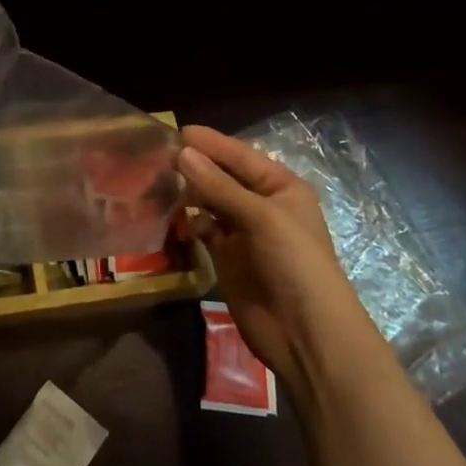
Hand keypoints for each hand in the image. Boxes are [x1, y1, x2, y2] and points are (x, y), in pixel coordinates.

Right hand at [178, 125, 381, 394]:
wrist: (306, 334)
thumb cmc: (294, 263)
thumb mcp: (261, 217)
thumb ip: (219, 186)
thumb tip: (182, 153)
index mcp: (281, 187)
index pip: (242, 156)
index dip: (212, 144)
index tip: (179, 131)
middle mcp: (262, 204)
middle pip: (224, 177)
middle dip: (197, 166)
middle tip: (159, 155)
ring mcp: (244, 232)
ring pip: (211, 202)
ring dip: (190, 192)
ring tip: (158, 180)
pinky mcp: (228, 257)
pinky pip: (205, 229)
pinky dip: (190, 222)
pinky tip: (173, 216)